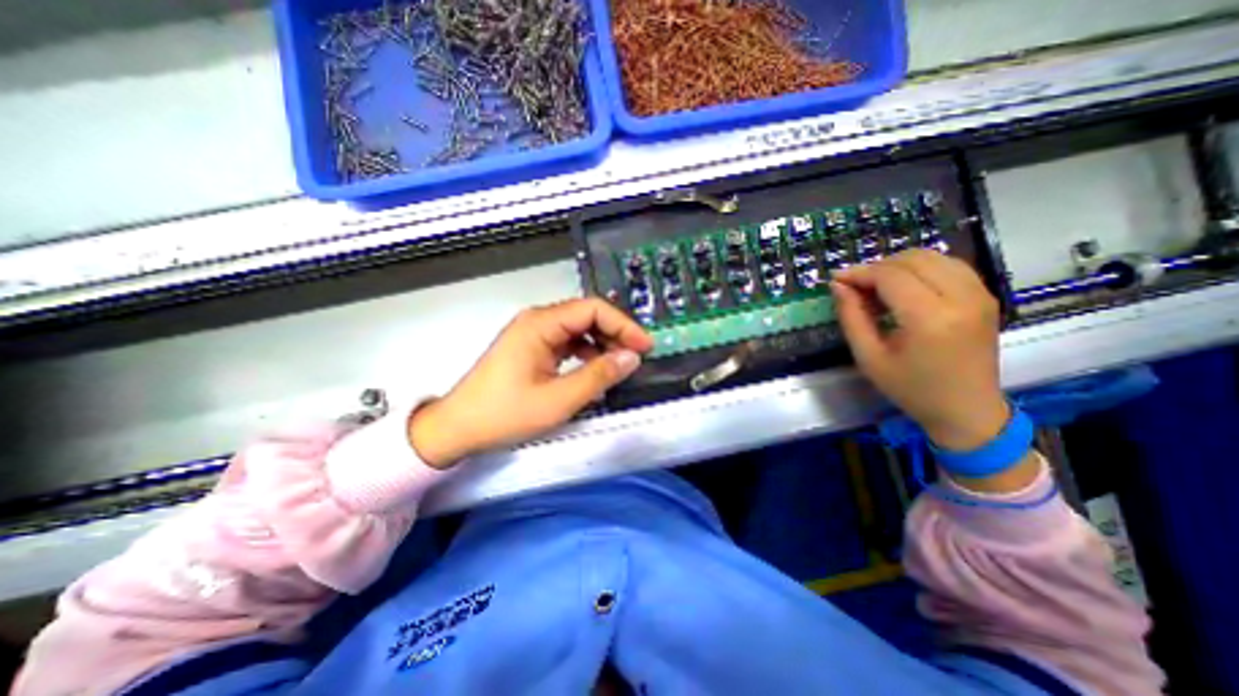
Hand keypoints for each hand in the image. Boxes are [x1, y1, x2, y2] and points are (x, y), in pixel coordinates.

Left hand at [409, 296, 656, 469]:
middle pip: (586, 316)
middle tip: (636, 356)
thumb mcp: (558, 400)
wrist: (458, 428)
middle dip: (615, 333)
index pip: (592, 309)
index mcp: (540, 324)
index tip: (644, 345)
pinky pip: (567, 342)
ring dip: (602, 343)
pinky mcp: (532, 348)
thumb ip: (598, 376)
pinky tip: (595, 369)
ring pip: (578, 329)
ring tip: (620, 364)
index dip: (623, 324)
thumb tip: (631, 358)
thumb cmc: (504, 414)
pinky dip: (586, 353)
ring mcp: (533, 334)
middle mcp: (537, 321)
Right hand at [826, 249, 1008, 449]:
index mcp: (930, 319)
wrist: (967, 409)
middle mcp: (962, 298)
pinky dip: (921, 268)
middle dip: (877, 267)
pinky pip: (949, 265)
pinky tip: (904, 287)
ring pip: (933, 256)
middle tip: (855, 286)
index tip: (836, 280)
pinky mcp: (986, 296)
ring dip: (898, 265)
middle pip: (912, 259)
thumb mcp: (869, 357)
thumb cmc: (911, 388)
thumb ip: (851, 317)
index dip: (859, 273)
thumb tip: (838, 285)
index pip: (890, 275)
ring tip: (877, 286)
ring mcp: (980, 294)